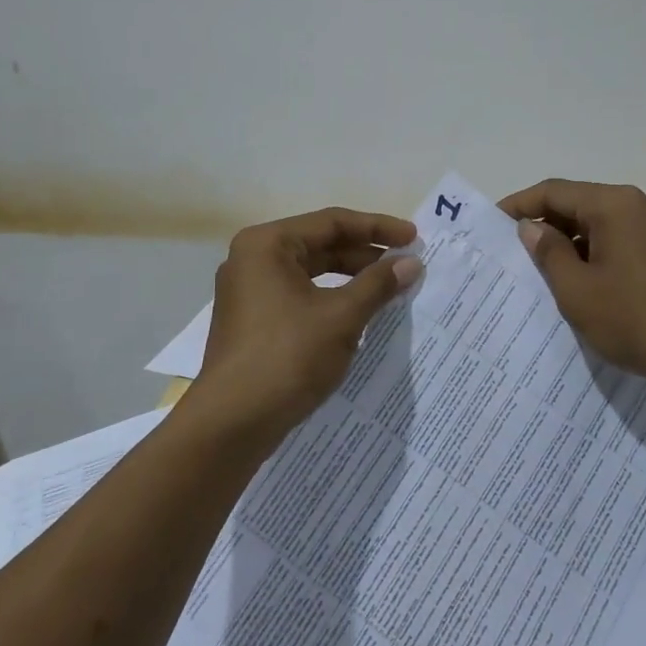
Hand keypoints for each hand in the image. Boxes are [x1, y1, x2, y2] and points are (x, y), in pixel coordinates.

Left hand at [187, 207, 422, 447]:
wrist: (232, 424)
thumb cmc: (287, 357)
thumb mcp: (341, 317)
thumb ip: (378, 284)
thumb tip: (411, 263)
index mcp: (267, 244)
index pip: (332, 222)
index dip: (377, 228)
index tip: (413, 238)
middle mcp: (253, 259)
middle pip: (320, 244)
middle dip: (365, 254)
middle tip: (406, 264)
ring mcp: (249, 291)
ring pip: (311, 272)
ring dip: (351, 278)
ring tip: (389, 288)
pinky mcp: (252, 321)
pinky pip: (299, 296)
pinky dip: (331, 299)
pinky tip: (359, 313)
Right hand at [499, 179, 645, 396]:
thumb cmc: (635, 320)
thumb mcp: (577, 290)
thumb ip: (548, 252)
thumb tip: (531, 227)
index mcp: (614, 205)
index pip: (554, 191)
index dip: (519, 205)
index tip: (491, 224)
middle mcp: (636, 205)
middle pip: (577, 203)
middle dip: (543, 224)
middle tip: (511, 250)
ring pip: (597, 224)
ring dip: (568, 242)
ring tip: (539, 271)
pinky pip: (617, 240)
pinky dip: (592, 253)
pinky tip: (578, 281)